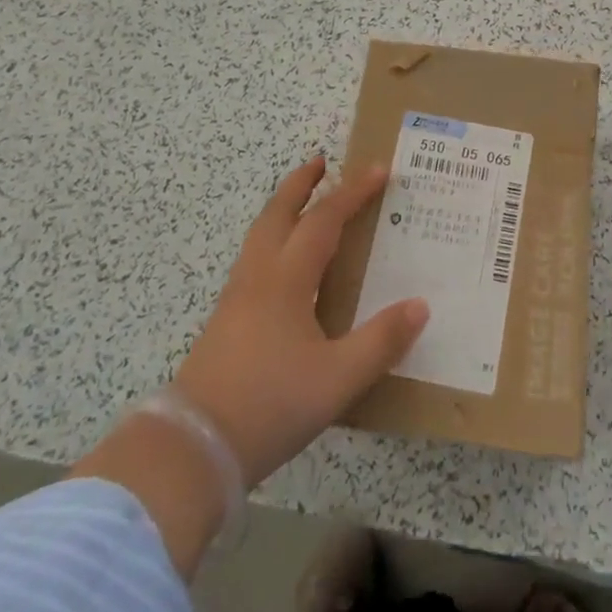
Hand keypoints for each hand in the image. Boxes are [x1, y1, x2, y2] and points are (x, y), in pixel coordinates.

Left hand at [174, 154, 428, 484]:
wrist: (191, 450)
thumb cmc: (269, 405)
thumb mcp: (337, 380)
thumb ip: (381, 341)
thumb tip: (420, 305)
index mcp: (287, 279)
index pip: (324, 219)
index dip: (353, 192)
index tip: (379, 169)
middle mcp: (259, 276)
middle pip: (279, 213)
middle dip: (301, 183)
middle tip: (322, 161)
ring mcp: (236, 297)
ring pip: (261, 234)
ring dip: (284, 207)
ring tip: (302, 201)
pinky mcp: (224, 321)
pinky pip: (254, 258)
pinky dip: (273, 238)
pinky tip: (282, 263)